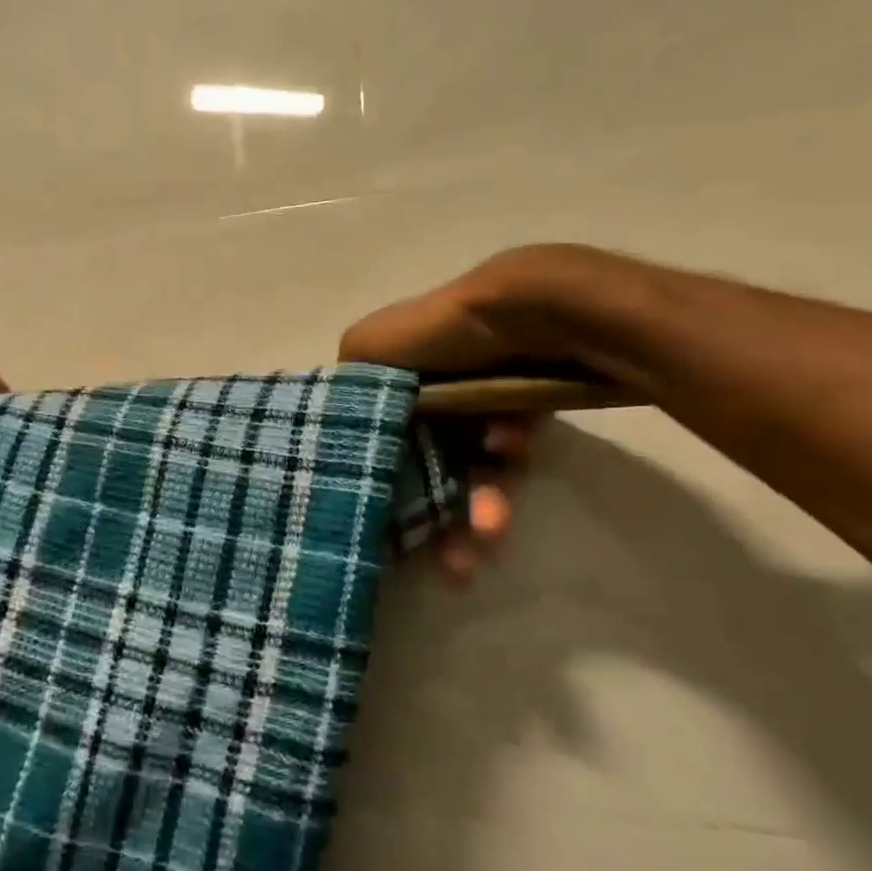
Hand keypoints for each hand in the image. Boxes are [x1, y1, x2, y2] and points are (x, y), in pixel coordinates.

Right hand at [340, 247, 597, 581]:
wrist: (528, 310)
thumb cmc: (441, 336)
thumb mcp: (367, 347)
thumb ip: (347, 386)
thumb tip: (343, 427)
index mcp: (393, 378)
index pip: (385, 442)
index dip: (391, 487)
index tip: (400, 532)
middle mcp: (432, 389)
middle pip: (429, 463)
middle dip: (442, 512)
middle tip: (458, 559)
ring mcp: (478, 398)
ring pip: (473, 465)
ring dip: (481, 501)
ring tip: (492, 527)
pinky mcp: (523, 404)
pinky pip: (511, 447)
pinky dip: (509, 459)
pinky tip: (513, 450)